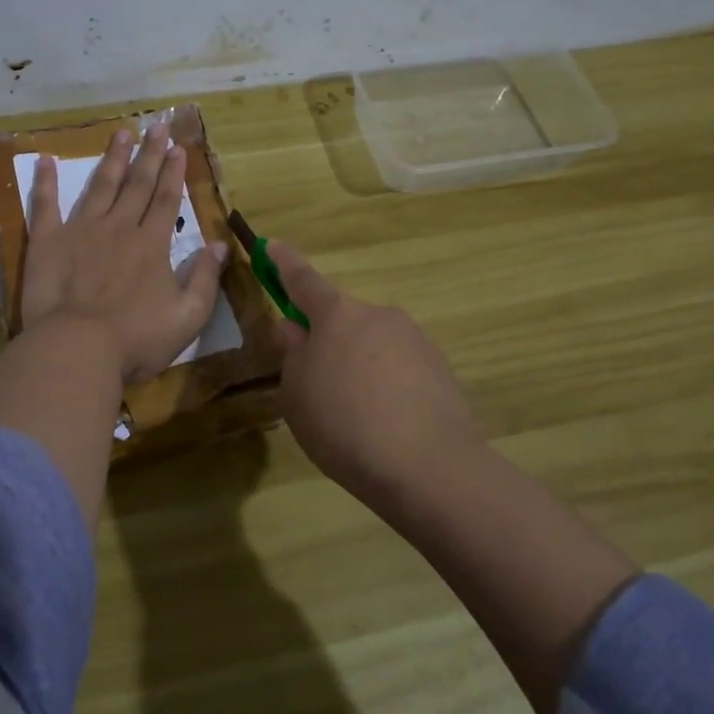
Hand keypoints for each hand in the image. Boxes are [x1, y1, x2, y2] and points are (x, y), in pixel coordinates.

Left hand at [22, 123, 228, 383]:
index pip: (166, 200)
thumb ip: (205, 279)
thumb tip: (220, 246)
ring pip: (100, 186)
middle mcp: (119, 227)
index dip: (173, 173)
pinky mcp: (48, 242)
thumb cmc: (136, 339)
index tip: (178, 147)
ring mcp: (81, 231)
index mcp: (151, 244)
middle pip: (137, 184)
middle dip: (149, 154)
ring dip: (113, 158)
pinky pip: (45, 205)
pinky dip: (45, 181)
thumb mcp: (187, 317)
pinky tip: (45, 160)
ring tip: (121, 133)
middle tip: (156, 126)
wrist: (77, 349)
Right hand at [272, 242, 484, 505]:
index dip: (284, 263)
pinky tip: (385, 424)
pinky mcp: (440, 369)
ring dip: (359, 366)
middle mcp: (379, 315)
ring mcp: (415, 340)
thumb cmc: (344, 425)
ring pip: (372, 346)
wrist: (429, 467)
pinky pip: (399, 369)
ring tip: (355, 416)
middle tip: (317, 384)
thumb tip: (297, 329)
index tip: (272, 245)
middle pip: (343, 319)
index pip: (303, 279)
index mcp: (337, 315)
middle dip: (327, 340)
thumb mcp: (297, 394)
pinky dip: (386, 386)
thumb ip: (294, 355)